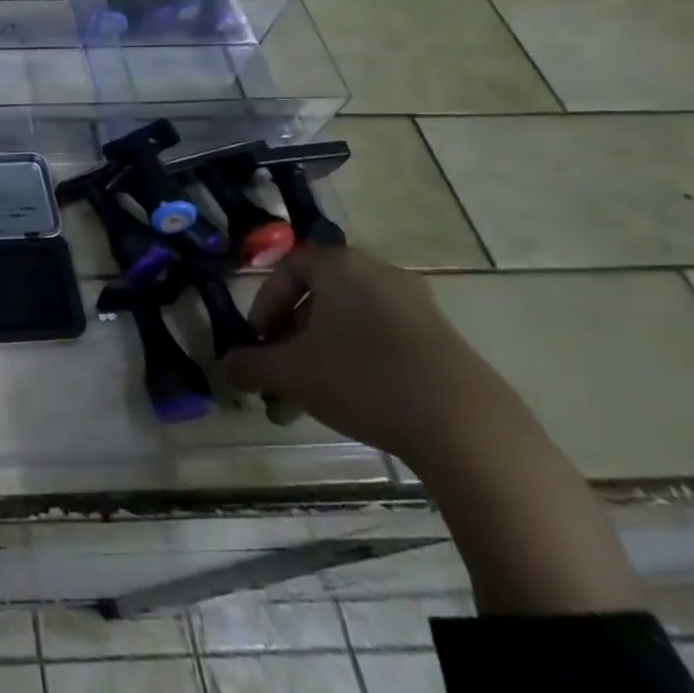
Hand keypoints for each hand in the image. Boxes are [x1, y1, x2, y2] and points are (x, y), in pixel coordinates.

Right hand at [221, 246, 523, 465]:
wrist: (467, 428)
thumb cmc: (362, 379)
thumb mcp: (289, 374)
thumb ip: (250, 365)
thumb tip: (227, 367)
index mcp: (339, 265)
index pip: (286, 271)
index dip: (263, 307)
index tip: (258, 343)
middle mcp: (377, 273)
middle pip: (318, 302)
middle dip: (291, 344)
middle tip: (279, 379)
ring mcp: (418, 307)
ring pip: (349, 328)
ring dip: (321, 361)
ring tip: (308, 406)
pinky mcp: (445, 342)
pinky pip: (384, 343)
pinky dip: (359, 367)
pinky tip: (353, 407)